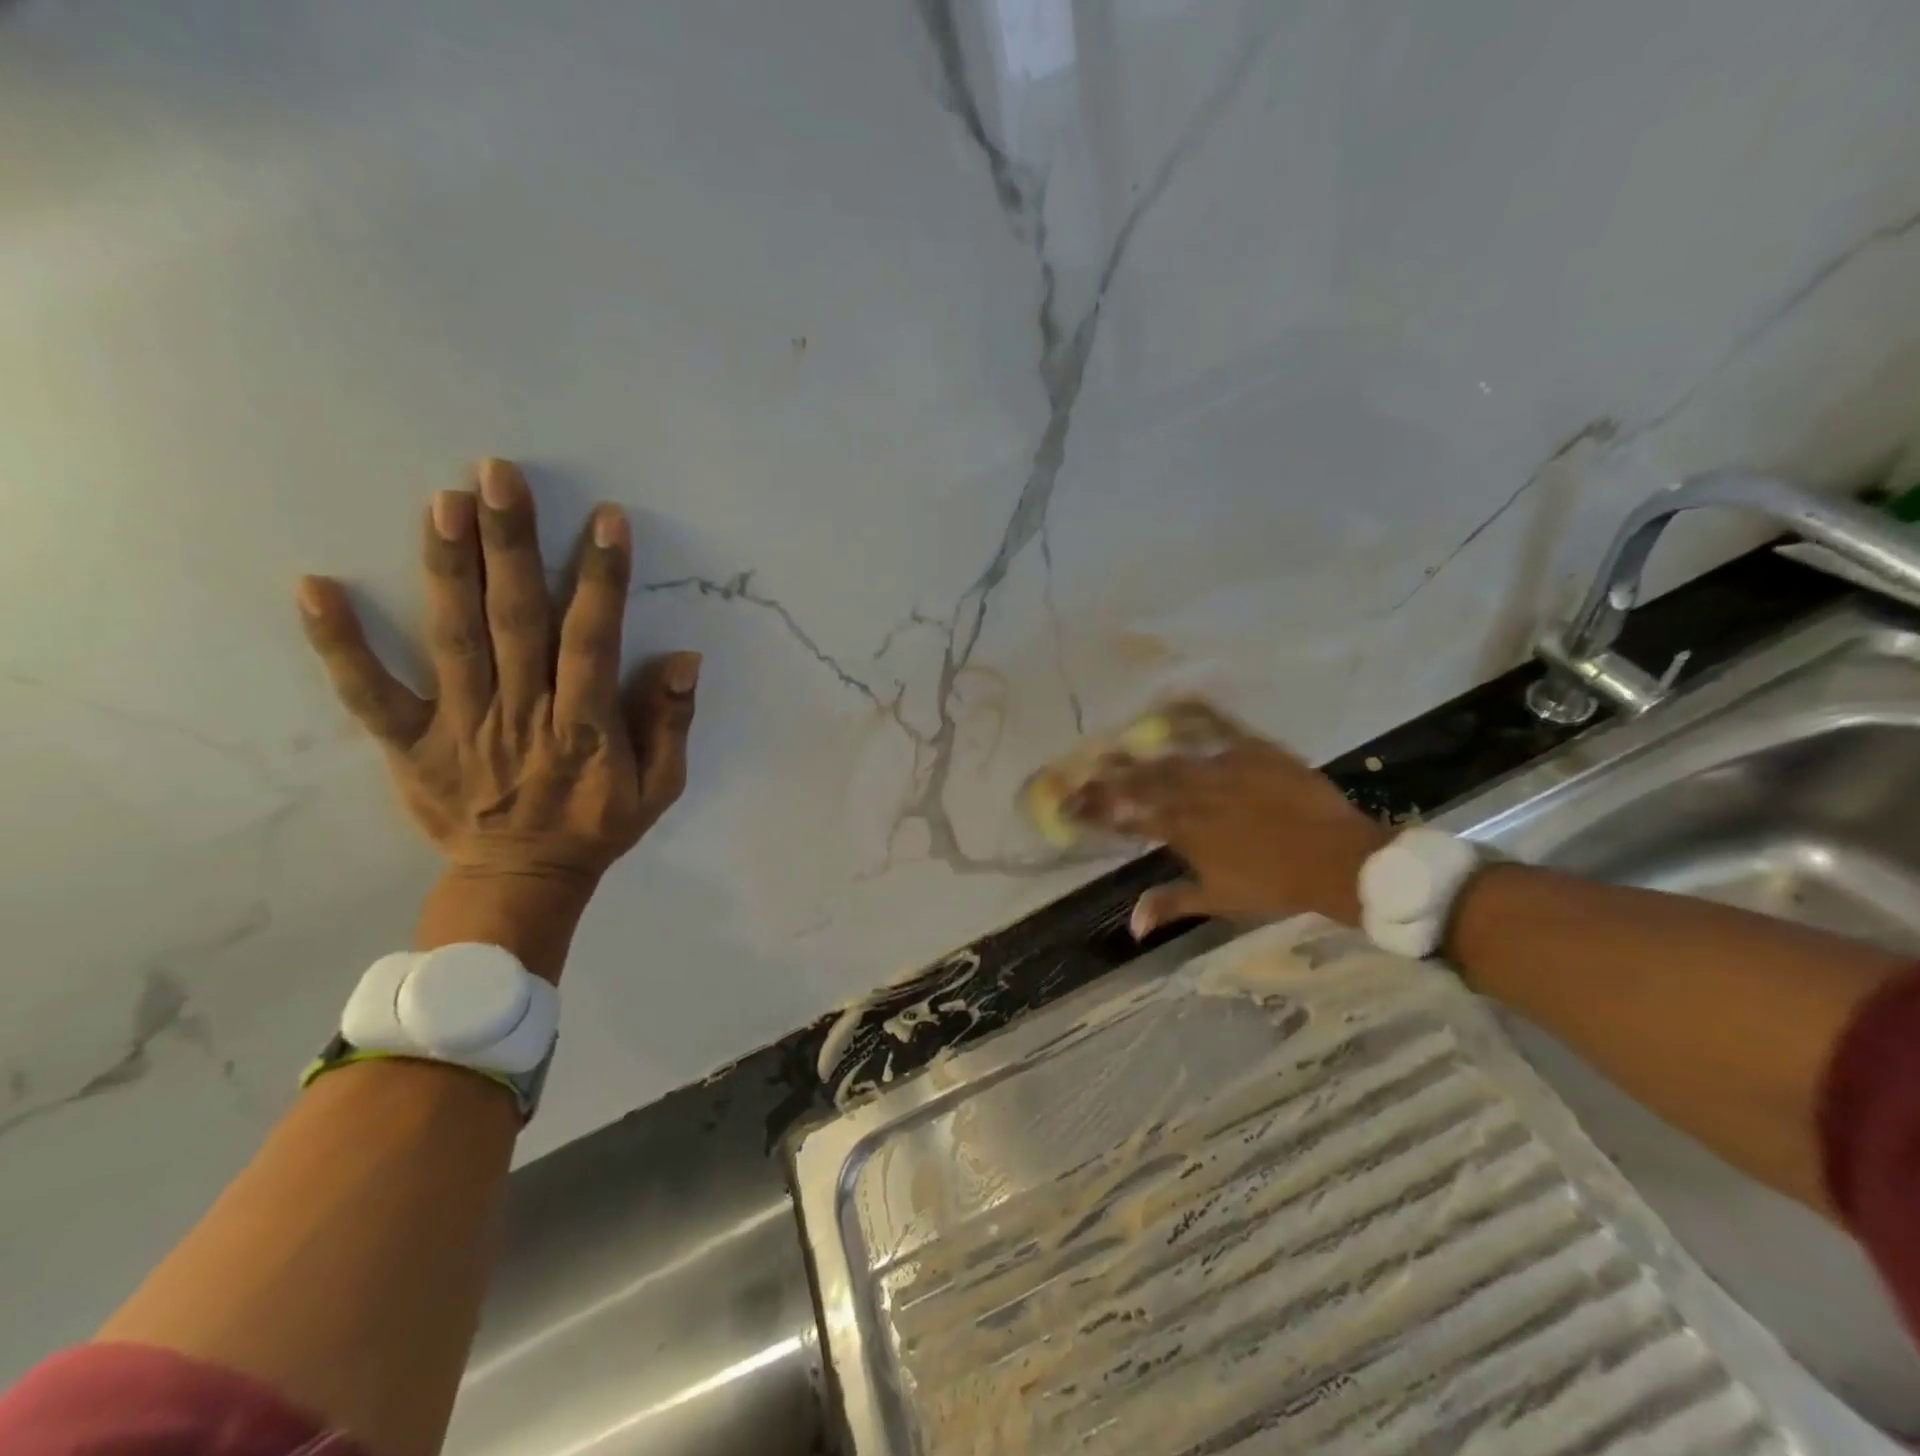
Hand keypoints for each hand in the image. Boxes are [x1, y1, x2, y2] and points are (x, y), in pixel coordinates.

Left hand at [296, 459, 698, 975]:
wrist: (522, 883)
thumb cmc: (597, 827)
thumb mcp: (660, 787)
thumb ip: (671, 724)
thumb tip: (684, 659)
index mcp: (584, 726)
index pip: (595, 639)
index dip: (601, 579)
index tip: (605, 520)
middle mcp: (522, 714)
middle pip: (518, 622)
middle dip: (512, 546)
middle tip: (499, 476)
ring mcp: (460, 727)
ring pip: (453, 640)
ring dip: (448, 570)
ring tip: (443, 502)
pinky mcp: (410, 745)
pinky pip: (371, 694)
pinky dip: (340, 645)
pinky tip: (315, 587)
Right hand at [1065, 700, 1389, 937]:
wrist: (1337, 860)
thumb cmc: (1276, 886)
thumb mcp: (1219, 900)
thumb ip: (1171, 903)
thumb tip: (1131, 925)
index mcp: (1183, 832)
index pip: (1129, 818)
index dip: (1097, 811)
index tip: (1070, 805)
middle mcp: (1194, 796)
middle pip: (1141, 784)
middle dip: (1108, 779)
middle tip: (1083, 772)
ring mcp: (1222, 770)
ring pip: (1170, 758)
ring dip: (1138, 754)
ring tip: (1113, 748)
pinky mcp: (1252, 751)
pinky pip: (1218, 726)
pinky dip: (1193, 713)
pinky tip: (1173, 700)